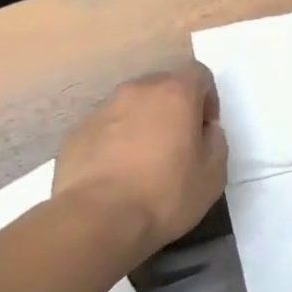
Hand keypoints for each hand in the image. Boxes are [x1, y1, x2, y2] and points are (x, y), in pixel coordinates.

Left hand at [54, 64, 226, 255]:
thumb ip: (215, 141)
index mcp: (175, 94)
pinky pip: (106, 128)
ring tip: (145, 162)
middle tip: (178, 145)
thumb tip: (204, 129)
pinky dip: (116, 141)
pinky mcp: (76, 132)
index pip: (198, 74)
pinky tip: (118, 174)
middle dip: (174, 108)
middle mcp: (136, 92)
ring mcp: (102, 110)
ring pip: (132, 106)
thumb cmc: (165, 194)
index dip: (207, 98)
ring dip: (144, 124)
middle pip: (163, 86)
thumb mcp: (213, 174)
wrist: (98, 218)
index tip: (205, 129)